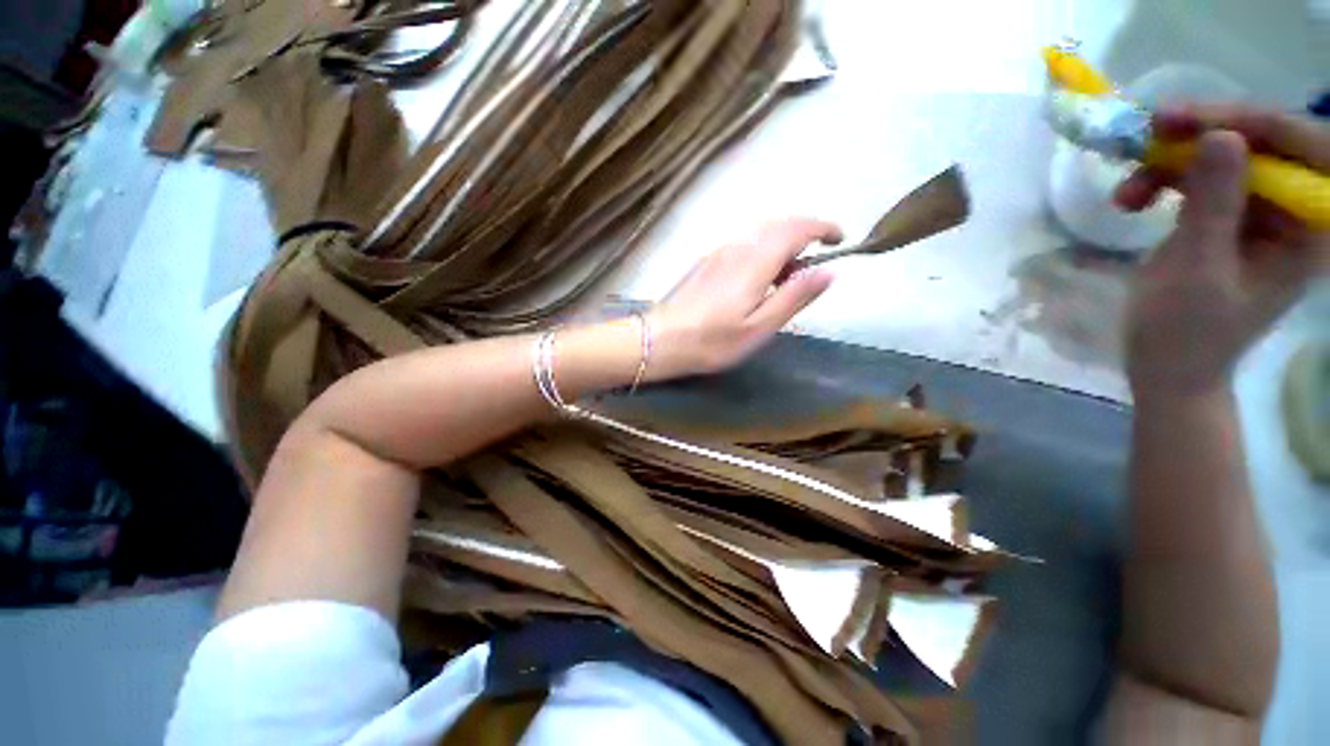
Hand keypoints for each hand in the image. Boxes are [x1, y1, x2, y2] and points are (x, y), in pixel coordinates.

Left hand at [647, 218, 841, 378]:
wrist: (660, 340)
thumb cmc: (712, 341)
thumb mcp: (759, 328)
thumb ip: (794, 297)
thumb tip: (828, 271)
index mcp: (755, 262)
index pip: (797, 227)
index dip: (824, 228)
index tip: (840, 240)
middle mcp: (737, 247)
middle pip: (779, 224)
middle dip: (805, 234)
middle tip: (812, 266)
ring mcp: (719, 251)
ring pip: (760, 232)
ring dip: (783, 244)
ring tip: (785, 279)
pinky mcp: (707, 260)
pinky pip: (744, 243)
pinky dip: (762, 251)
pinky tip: (758, 279)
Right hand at [1114, 104, 1329, 397]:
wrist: (1167, 366)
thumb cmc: (1185, 334)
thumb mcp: (1198, 272)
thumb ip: (1214, 206)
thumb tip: (1221, 136)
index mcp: (1309, 230)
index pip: (1303, 149)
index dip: (1253, 123)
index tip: (1191, 119)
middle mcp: (1294, 210)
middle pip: (1262, 142)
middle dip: (1205, 132)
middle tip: (1152, 130)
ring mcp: (1260, 211)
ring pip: (1224, 154)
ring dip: (1172, 161)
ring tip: (1127, 188)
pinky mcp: (1228, 214)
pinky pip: (1200, 175)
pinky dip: (1162, 179)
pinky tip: (1131, 199)